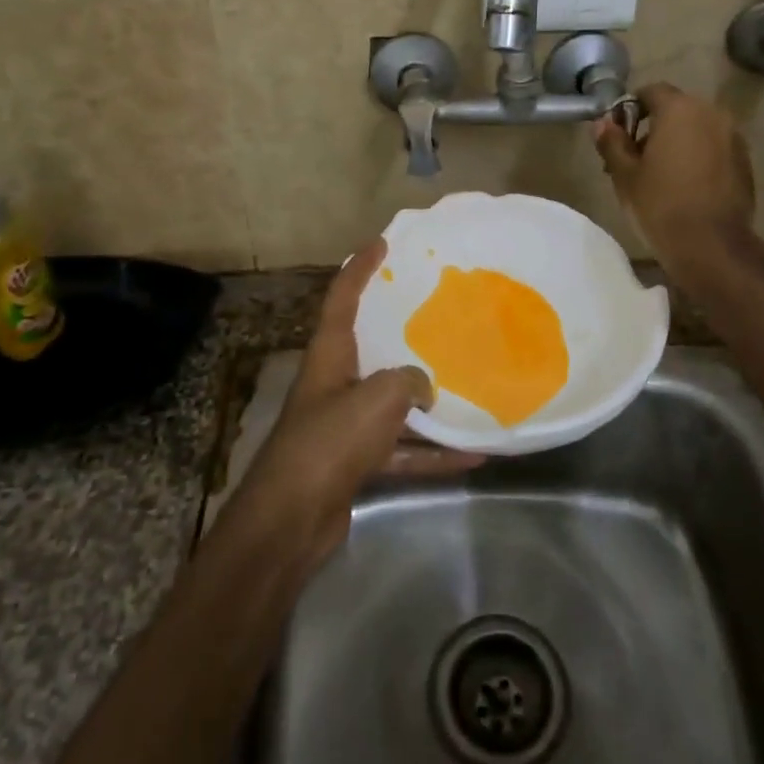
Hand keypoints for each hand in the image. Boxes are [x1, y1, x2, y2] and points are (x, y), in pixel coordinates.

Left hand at [228, 240, 480, 572]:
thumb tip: (424, 388)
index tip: (381, 243)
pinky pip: (402, 450)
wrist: (290, 521)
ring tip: (469, 387)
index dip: (360, 267)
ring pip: (392, 403)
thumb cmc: (329, 443)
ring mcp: (344, 425)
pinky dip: (432, 453)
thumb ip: (407, 382)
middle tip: (436, 311)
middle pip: (369, 346)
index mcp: (329, 356)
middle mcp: (335, 384)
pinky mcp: (355, 462)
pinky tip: (472, 455)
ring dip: (427, 402)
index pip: (342, 298)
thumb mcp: (376, 399)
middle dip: (399, 329)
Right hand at [594, 83, 756, 268]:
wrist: (712, 247)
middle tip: (634, 158)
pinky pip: (714, 148)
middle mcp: (711, 113)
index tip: (618, 135)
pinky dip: (698, 157)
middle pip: (676, 109)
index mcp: (680, 109)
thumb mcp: (625, 175)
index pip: (651, 91)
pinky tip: (685, 186)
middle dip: (654, 127)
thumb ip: (612, 142)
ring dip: (677, 142)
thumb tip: (603, 123)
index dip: (630, 108)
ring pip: (697, 129)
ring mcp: (733, 137)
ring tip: (660, 175)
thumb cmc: (660, 205)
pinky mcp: (745, 162)